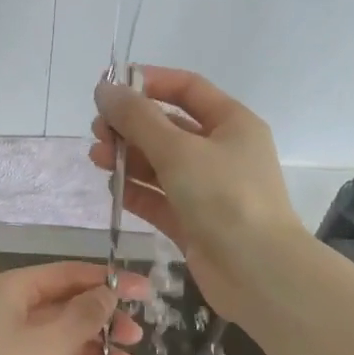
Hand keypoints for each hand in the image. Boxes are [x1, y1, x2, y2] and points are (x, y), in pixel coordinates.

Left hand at [0, 261, 149, 354]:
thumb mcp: (50, 341)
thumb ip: (85, 314)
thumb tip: (107, 293)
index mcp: (10, 288)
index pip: (68, 274)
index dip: (109, 282)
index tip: (146, 293)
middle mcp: (1, 309)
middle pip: (62, 307)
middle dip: (102, 323)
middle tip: (136, 340)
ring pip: (52, 340)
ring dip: (89, 352)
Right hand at [90, 66, 304, 322]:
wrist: (257, 271)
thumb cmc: (224, 198)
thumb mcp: (178, 150)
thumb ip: (138, 119)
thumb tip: (104, 89)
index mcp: (232, 124)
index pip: (187, 89)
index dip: (149, 83)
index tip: (111, 88)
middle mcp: (221, 153)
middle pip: (169, 128)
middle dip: (131, 127)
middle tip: (98, 132)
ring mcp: (208, 190)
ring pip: (161, 165)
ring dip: (129, 159)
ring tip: (97, 159)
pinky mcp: (193, 223)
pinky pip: (160, 200)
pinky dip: (137, 192)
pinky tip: (113, 188)